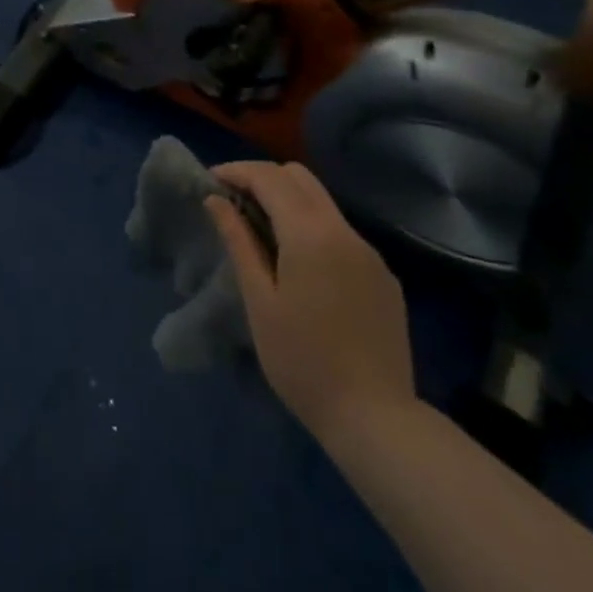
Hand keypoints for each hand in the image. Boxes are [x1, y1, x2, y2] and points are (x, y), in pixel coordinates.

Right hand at [204, 161, 415, 448]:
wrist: (377, 420)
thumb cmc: (303, 361)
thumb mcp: (259, 300)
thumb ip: (238, 241)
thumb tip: (216, 200)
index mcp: (311, 233)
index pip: (269, 177)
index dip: (236, 171)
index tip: (210, 182)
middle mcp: (344, 230)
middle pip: (299, 176)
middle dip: (262, 178)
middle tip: (233, 201)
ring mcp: (369, 252)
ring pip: (322, 202)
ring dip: (288, 201)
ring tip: (259, 230)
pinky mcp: (383, 276)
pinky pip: (341, 233)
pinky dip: (312, 228)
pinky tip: (299, 264)